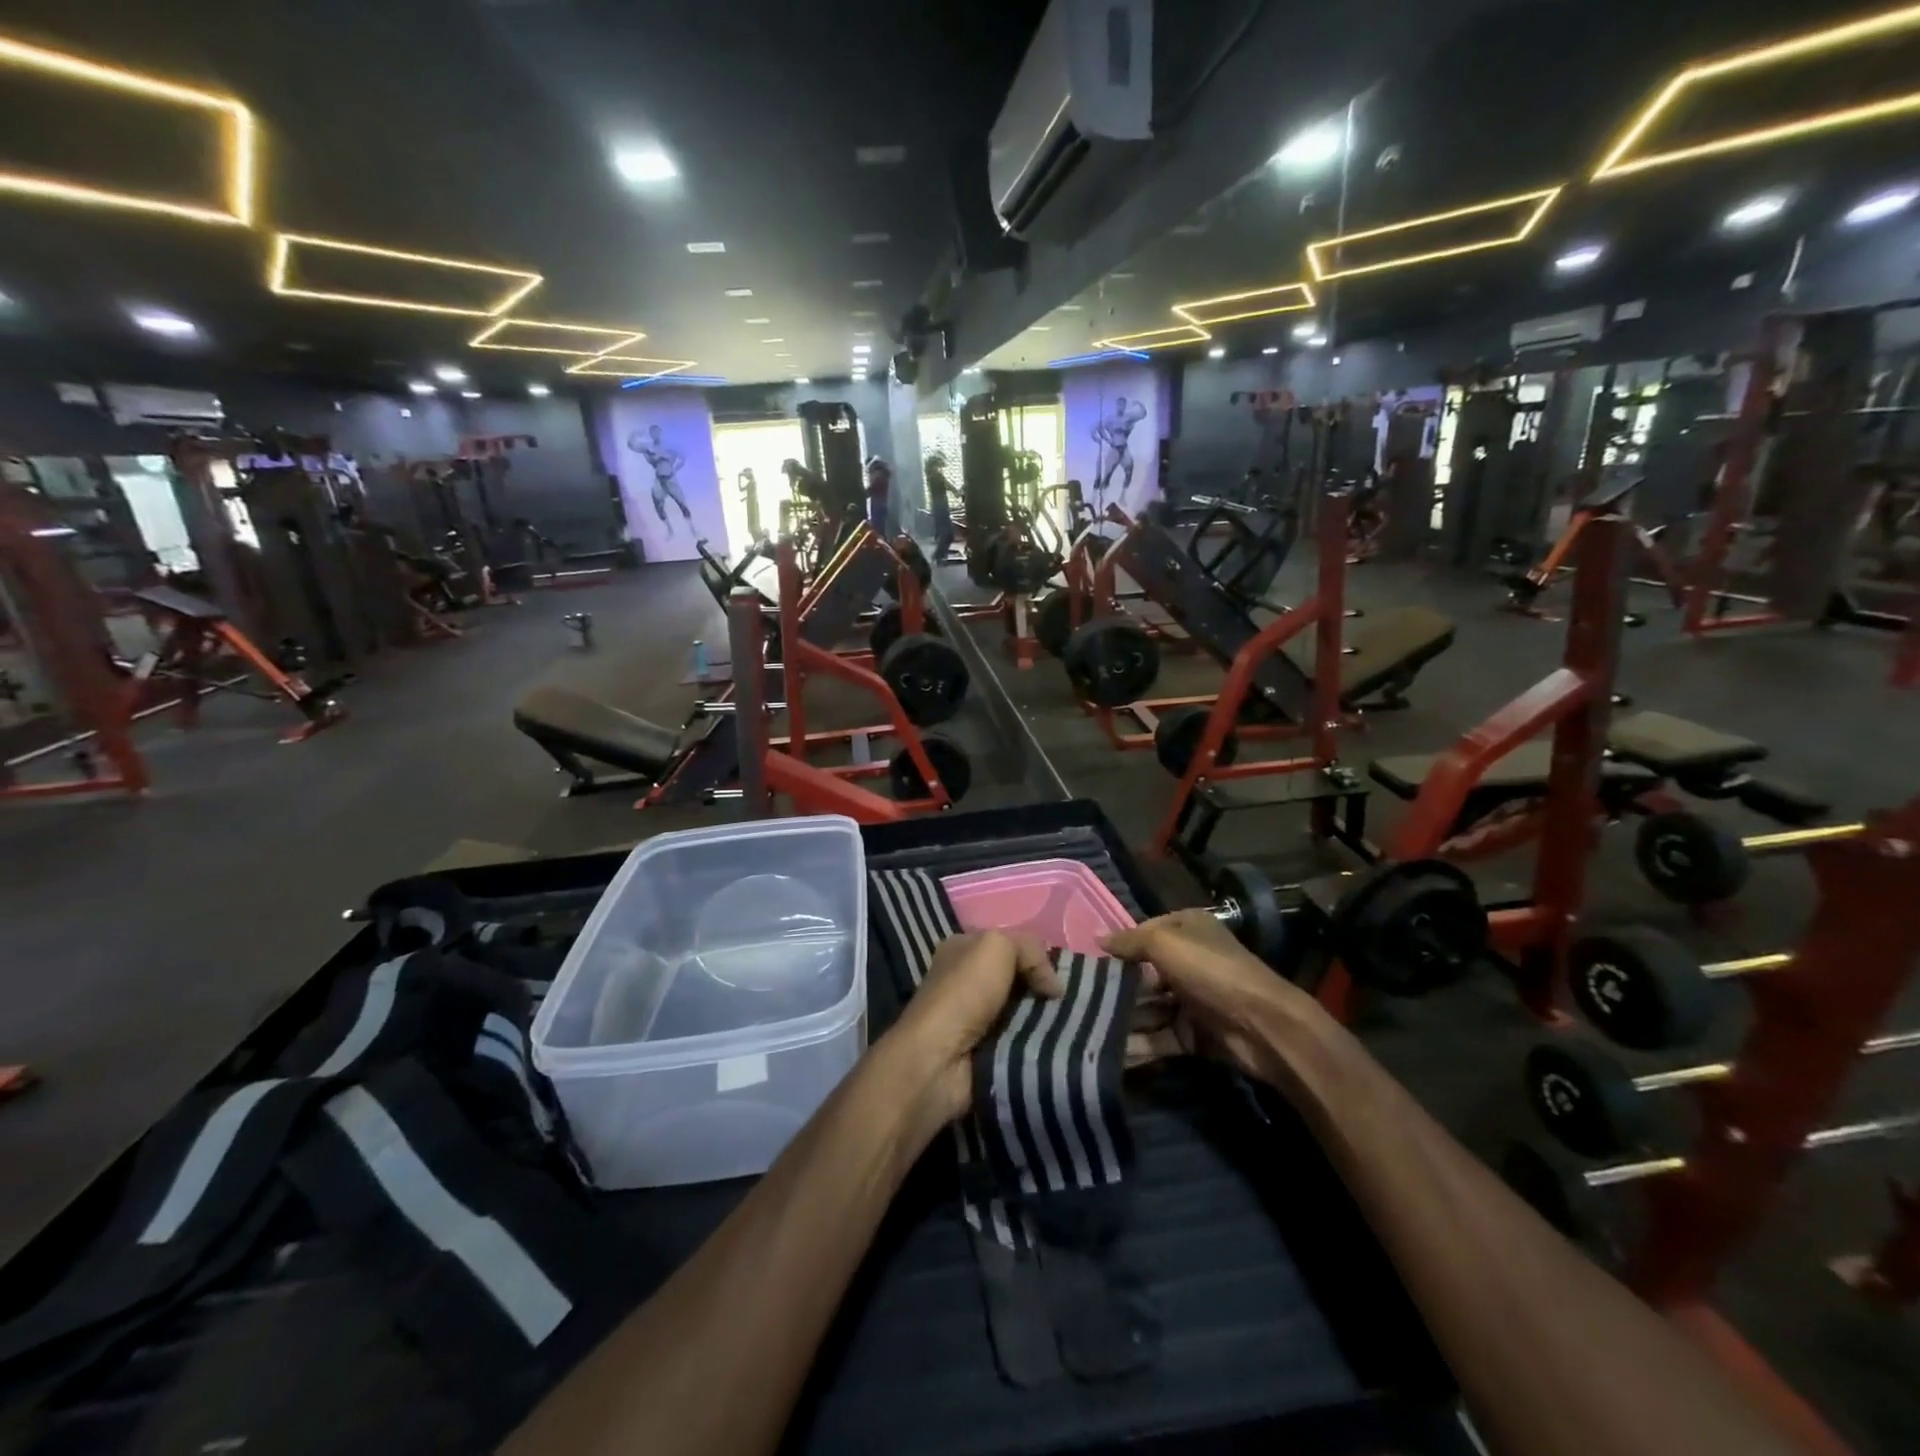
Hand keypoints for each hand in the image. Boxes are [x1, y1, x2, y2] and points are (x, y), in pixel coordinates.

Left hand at [888, 931, 1061, 1121]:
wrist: (938, 1059)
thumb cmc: (963, 992)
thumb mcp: (997, 946)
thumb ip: (1030, 950)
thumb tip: (1054, 986)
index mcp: (963, 949)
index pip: (1009, 945)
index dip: (1035, 956)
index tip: (1060, 975)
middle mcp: (967, 979)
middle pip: (1018, 979)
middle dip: (1043, 990)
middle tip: (1069, 1004)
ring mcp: (974, 1017)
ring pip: (1023, 1011)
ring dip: (1044, 1020)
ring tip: (1071, 1026)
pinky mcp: (984, 1050)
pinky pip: (1020, 1040)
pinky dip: (1036, 1043)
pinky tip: (1056, 1045)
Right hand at [1102, 910, 1315, 1085]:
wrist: (1264, 1026)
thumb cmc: (1211, 972)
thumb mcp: (1165, 944)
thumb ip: (1129, 941)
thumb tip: (1097, 938)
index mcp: (1186, 929)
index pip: (1142, 934)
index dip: (1118, 947)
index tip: (1087, 963)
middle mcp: (1189, 961)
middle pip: (1143, 973)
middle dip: (1115, 988)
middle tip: (1078, 1001)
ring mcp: (1192, 1000)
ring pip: (1149, 1007)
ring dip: (1123, 1019)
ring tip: (1086, 1029)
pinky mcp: (1194, 1034)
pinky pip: (1160, 1038)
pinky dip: (1139, 1045)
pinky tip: (1110, 1052)